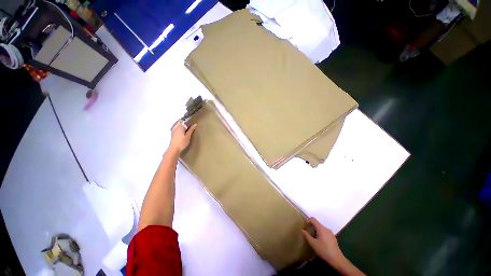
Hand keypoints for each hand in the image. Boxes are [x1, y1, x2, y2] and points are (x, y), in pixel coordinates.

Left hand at [169, 121, 196, 153]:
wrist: (174, 149)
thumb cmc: (181, 142)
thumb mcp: (188, 136)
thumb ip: (191, 129)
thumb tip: (195, 124)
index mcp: (179, 126)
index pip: (184, 121)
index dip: (188, 122)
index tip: (192, 124)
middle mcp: (175, 127)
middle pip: (181, 123)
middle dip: (186, 124)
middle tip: (191, 127)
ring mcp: (173, 131)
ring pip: (179, 126)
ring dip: (183, 127)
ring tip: (188, 131)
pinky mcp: (173, 134)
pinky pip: (177, 129)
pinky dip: (181, 130)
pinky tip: (183, 134)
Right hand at [301, 217, 344, 267]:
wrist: (337, 260)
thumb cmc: (324, 250)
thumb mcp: (313, 244)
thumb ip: (307, 236)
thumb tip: (302, 229)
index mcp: (321, 228)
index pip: (313, 219)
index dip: (308, 220)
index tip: (304, 225)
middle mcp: (326, 228)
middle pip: (317, 223)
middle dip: (311, 226)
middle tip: (307, 232)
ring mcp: (330, 233)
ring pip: (321, 228)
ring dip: (316, 230)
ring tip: (312, 237)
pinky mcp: (333, 238)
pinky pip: (324, 232)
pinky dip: (320, 233)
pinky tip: (319, 241)